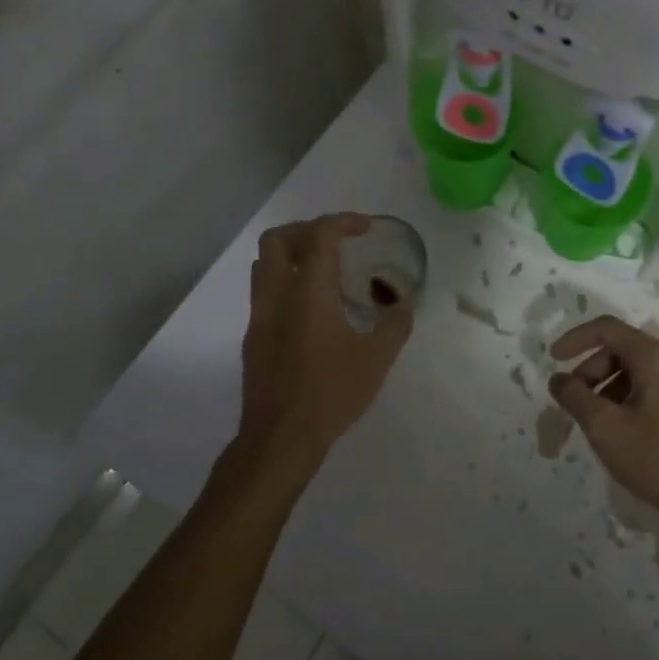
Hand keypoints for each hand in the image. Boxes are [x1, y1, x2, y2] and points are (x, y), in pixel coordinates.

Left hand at [232, 215, 413, 495]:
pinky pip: (264, 291)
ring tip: (323, 268)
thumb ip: (394, 326)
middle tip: (337, 241)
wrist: (280, 438)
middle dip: (308, 229)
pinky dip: (286, 281)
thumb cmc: (331, 394)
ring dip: (292, 253)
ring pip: (264, 264)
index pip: (320, 236)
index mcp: (308, 293)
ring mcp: (259, 316)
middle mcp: (277, 295)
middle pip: (278, 239)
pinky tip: (311, 307)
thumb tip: (405, 307)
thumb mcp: (376, 360)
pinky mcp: (253, 337)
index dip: (344, 222)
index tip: (366, 228)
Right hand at [548, 316, 658, 521]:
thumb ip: (574, 396)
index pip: (607, 329)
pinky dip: (625, 396)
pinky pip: (649, 386)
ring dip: (606, 386)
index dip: (575, 339)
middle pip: (620, 349)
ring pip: (634, 370)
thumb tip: (558, 379)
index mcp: (654, 357)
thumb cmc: (654, 457)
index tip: (553, 360)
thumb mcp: (603, 426)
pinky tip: (618, 428)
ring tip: (593, 419)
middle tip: (574, 400)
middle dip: (590, 369)